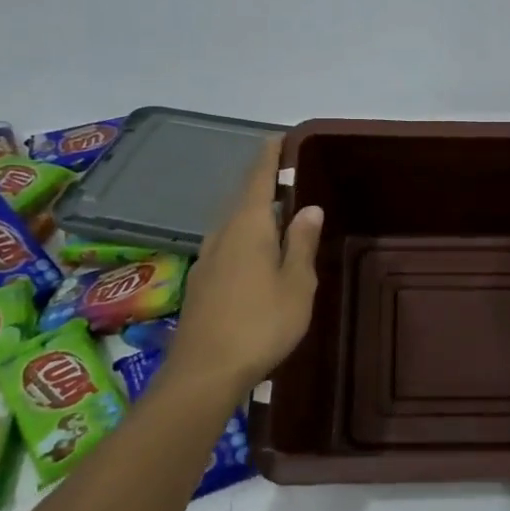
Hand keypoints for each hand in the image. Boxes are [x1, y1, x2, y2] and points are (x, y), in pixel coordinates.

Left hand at [166, 137, 323, 396]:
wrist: (203, 373)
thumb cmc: (260, 324)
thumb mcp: (296, 284)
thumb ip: (302, 243)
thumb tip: (309, 207)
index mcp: (248, 227)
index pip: (258, 178)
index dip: (269, 156)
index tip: (279, 137)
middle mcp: (222, 234)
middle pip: (242, 198)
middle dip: (262, 184)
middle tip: (287, 177)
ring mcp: (206, 259)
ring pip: (232, 224)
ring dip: (252, 213)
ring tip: (276, 214)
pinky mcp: (200, 283)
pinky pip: (226, 245)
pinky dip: (243, 237)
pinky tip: (255, 255)